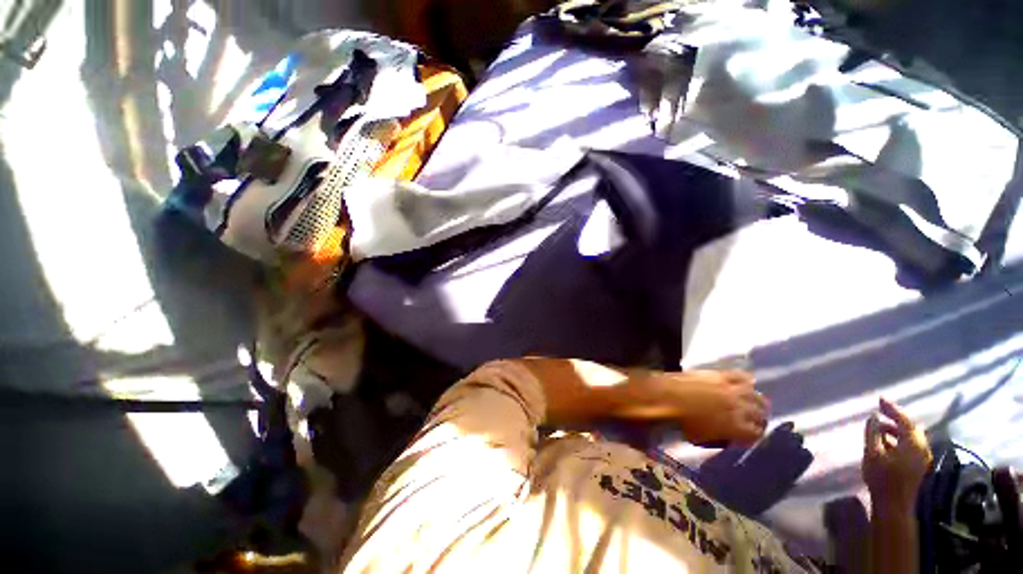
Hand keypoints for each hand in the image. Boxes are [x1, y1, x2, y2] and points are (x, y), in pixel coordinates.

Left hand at [661, 370, 769, 445]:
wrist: (669, 396)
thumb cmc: (682, 421)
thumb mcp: (704, 439)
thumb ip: (723, 438)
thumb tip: (731, 437)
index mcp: (737, 428)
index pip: (757, 433)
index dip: (755, 434)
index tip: (752, 433)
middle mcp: (741, 408)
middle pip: (759, 413)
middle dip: (758, 417)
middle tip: (755, 418)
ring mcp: (733, 389)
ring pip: (755, 395)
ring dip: (756, 400)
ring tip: (754, 402)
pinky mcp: (722, 375)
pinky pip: (742, 377)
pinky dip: (747, 380)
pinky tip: (747, 383)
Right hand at [862, 398, 932, 511]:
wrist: (894, 506)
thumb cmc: (882, 478)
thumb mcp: (872, 453)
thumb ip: (873, 433)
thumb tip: (873, 417)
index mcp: (912, 443)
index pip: (904, 420)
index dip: (892, 408)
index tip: (879, 399)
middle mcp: (921, 447)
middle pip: (910, 427)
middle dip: (896, 417)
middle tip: (881, 410)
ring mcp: (922, 457)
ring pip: (911, 437)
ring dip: (897, 429)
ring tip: (880, 425)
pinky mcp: (918, 464)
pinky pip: (910, 445)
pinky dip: (899, 438)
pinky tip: (887, 440)